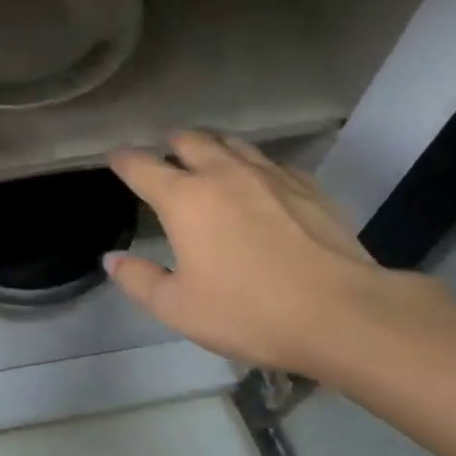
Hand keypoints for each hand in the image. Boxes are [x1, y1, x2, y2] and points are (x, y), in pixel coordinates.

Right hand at [105, 130, 445, 379]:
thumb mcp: (179, 308)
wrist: (343, 314)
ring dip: (212, 145)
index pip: (141, 166)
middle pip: (190, 141)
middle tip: (164, 153)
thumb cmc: (249, 312)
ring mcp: (269, 175)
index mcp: (184, 199)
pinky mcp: (307, 187)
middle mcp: (222, 174)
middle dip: (170, 143)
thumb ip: (139, 280)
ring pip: (232, 143)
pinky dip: (253, 164)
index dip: (123, 160)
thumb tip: (112, 259)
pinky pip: (271, 162)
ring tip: (207, 156)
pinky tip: (259, 180)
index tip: (115, 158)